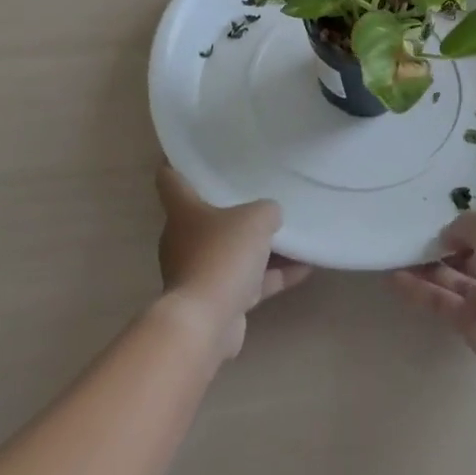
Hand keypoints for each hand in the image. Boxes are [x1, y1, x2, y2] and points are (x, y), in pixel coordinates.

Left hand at [155, 165, 310, 359]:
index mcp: (183, 212)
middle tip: (257, 191)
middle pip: (206, 217)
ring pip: (231, 251)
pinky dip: (272, 276)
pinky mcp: (217, 301)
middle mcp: (184, 240)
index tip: (187, 151)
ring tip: (291, 233)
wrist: (205, 322)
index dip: (176, 162)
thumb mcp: (255, 219)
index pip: (170, 179)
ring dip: (259, 247)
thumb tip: (270, 215)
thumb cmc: (222, 255)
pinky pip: (248, 281)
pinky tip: (305, 268)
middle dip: (231, 209)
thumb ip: (266, 211)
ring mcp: (199, 272)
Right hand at [391, 211, 475, 375]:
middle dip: (442, 246)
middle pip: (468, 255)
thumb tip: (448, 237)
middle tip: (412, 236)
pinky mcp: (469, 323)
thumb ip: (464, 225)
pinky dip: (418, 290)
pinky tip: (393, 277)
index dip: (465, 226)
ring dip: (424, 266)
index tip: (438, 220)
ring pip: (450, 278)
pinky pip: (440, 301)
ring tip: (396, 252)